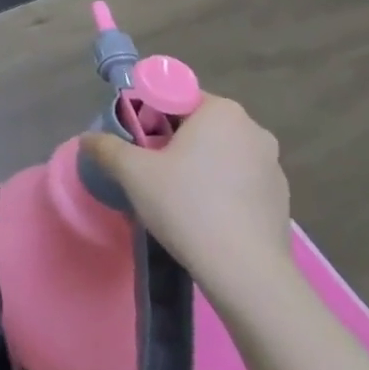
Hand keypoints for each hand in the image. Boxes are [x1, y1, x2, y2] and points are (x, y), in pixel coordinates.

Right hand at [81, 93, 291, 303]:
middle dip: (172, 140)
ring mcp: (273, 165)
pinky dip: (219, 189)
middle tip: (150, 171)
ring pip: (219, 153)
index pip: (175, 96)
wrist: (245, 272)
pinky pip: (238, 180)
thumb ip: (105, 147)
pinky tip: (204, 216)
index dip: (149, 116)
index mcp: (221, 111)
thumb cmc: (186, 205)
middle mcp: (252, 129)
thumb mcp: (132, 172)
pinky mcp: (280, 199)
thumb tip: (88, 139)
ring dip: (197, 165)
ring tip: (176, 198)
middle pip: (198, 124)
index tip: (138, 144)